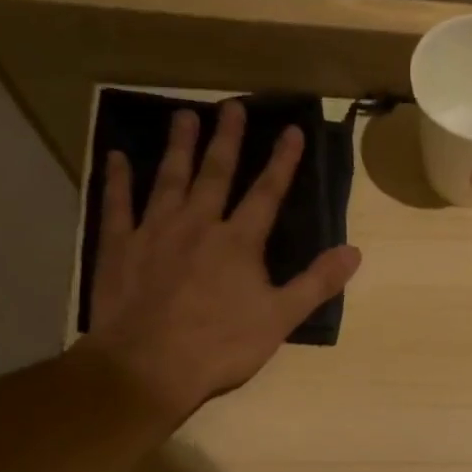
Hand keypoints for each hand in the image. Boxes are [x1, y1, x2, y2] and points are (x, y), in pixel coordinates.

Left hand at [84, 101, 361, 421]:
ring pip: (169, 179)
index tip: (293, 131)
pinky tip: (117, 157)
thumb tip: (354, 252)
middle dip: (228, 140)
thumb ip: (316, 283)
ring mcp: (155, 232)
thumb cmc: (221, 346)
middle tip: (232, 106)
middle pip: (215, 174)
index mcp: (239, 242)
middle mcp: (198, 224)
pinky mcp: (120, 247)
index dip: (283, 162)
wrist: (149, 365)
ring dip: (179, 147)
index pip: (267, 194)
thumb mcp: (280, 319)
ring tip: (183, 116)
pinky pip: (118, 204)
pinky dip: (118, 179)